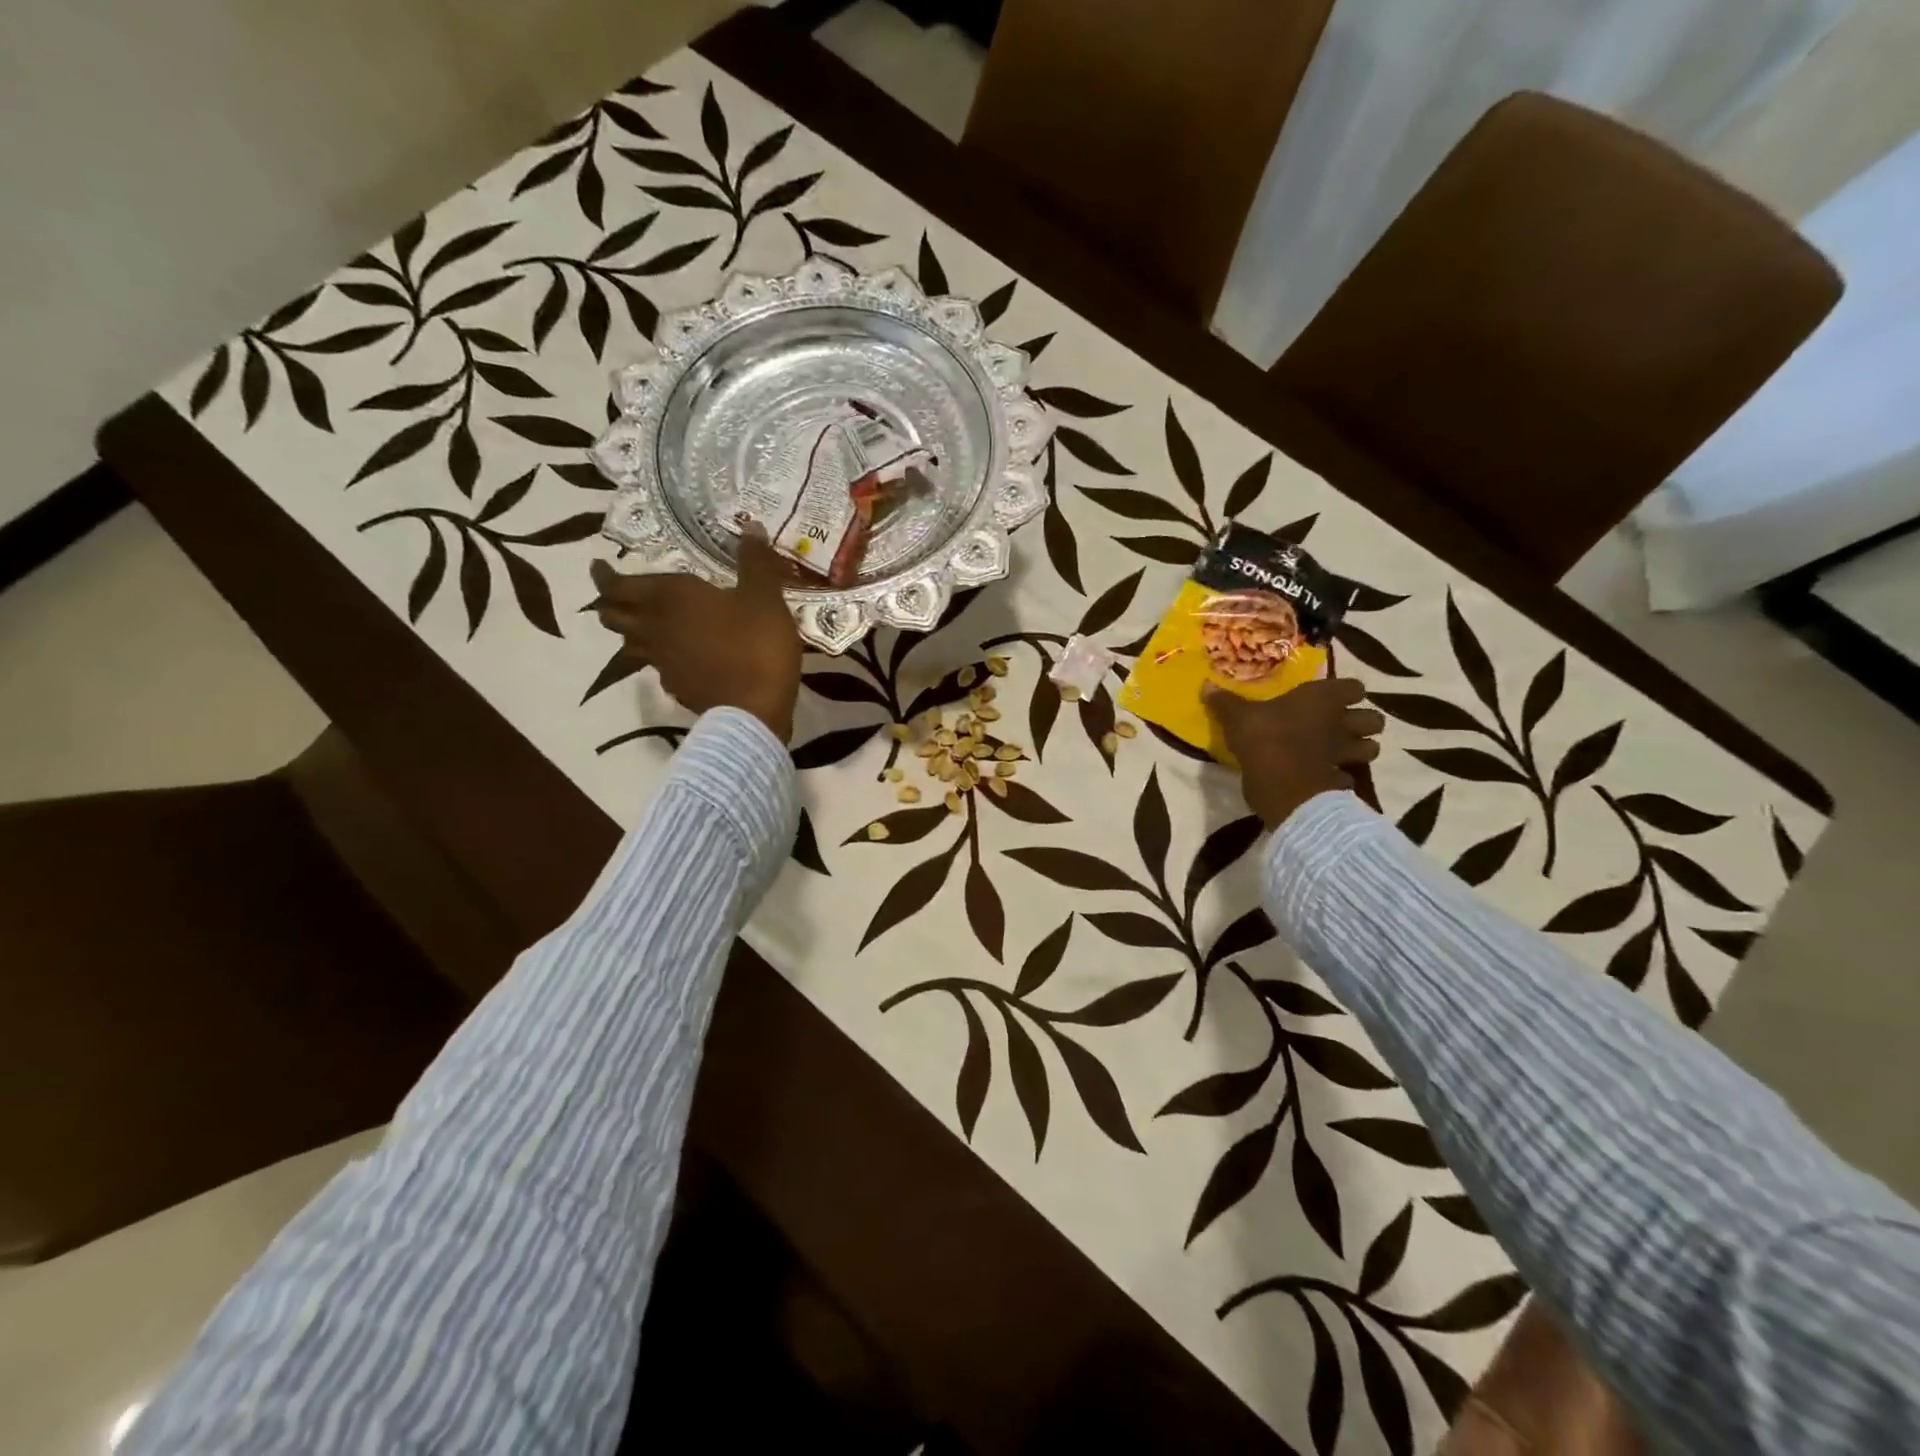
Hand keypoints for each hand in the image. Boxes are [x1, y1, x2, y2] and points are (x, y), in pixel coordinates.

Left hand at [590, 529, 802, 742]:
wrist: (753, 709)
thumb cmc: (755, 644)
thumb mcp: (764, 596)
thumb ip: (755, 562)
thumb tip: (751, 527)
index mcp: (670, 598)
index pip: (618, 585)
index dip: (604, 576)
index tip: (598, 566)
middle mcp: (655, 628)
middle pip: (614, 617)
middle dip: (610, 604)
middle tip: (617, 595)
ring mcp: (663, 663)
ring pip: (631, 645)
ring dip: (630, 633)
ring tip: (643, 625)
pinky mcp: (677, 689)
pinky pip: (659, 669)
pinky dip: (661, 659)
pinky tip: (680, 660)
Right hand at [1206, 677, 1384, 829]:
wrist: (1281, 784)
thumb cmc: (1263, 739)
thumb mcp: (1237, 718)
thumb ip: (1225, 702)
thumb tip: (1206, 685)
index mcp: (1322, 699)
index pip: (1354, 687)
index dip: (1347, 692)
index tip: (1332, 698)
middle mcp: (1341, 722)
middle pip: (1374, 719)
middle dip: (1363, 723)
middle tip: (1342, 727)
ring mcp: (1345, 754)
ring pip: (1371, 748)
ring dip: (1360, 750)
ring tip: (1341, 753)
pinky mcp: (1341, 781)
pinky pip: (1350, 777)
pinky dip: (1343, 778)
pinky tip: (1327, 779)